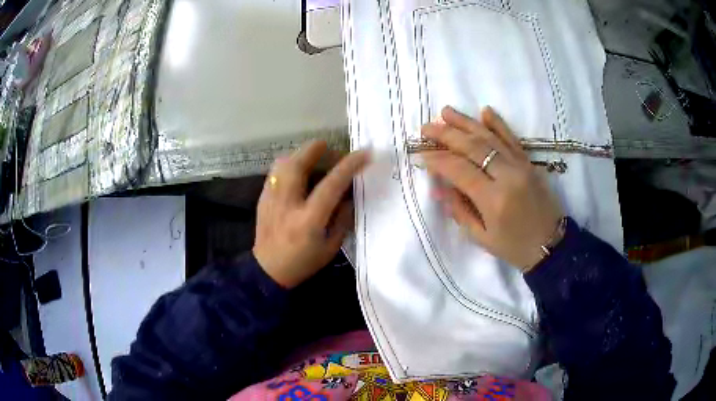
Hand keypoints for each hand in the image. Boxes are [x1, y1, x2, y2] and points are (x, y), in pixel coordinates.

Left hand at [253, 140, 369, 287]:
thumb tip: (350, 193)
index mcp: (308, 220)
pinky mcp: (262, 198)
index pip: (331, 185)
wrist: (268, 270)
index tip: (364, 153)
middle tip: (329, 146)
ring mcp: (271, 199)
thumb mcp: (331, 246)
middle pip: (298, 165)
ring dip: (300, 154)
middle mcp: (287, 205)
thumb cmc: (303, 262)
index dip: (349, 166)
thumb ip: (343, 218)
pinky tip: (298, 170)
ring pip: (283, 164)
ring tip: (313, 156)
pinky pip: (275, 172)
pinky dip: (289, 164)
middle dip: (315, 149)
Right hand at [422, 106, 563, 271]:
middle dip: (446, 135)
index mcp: (493, 200)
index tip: (422, 155)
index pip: (459, 170)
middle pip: (472, 147)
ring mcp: (520, 165)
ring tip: (446, 111)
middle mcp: (507, 176)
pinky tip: (485, 111)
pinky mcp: (529, 162)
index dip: (438, 160)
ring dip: (466, 122)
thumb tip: (438, 189)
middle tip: (426, 128)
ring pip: (490, 137)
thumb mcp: (482, 238)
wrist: (552, 245)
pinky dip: (498, 123)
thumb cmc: (515, 247)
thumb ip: (460, 211)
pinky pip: (512, 138)